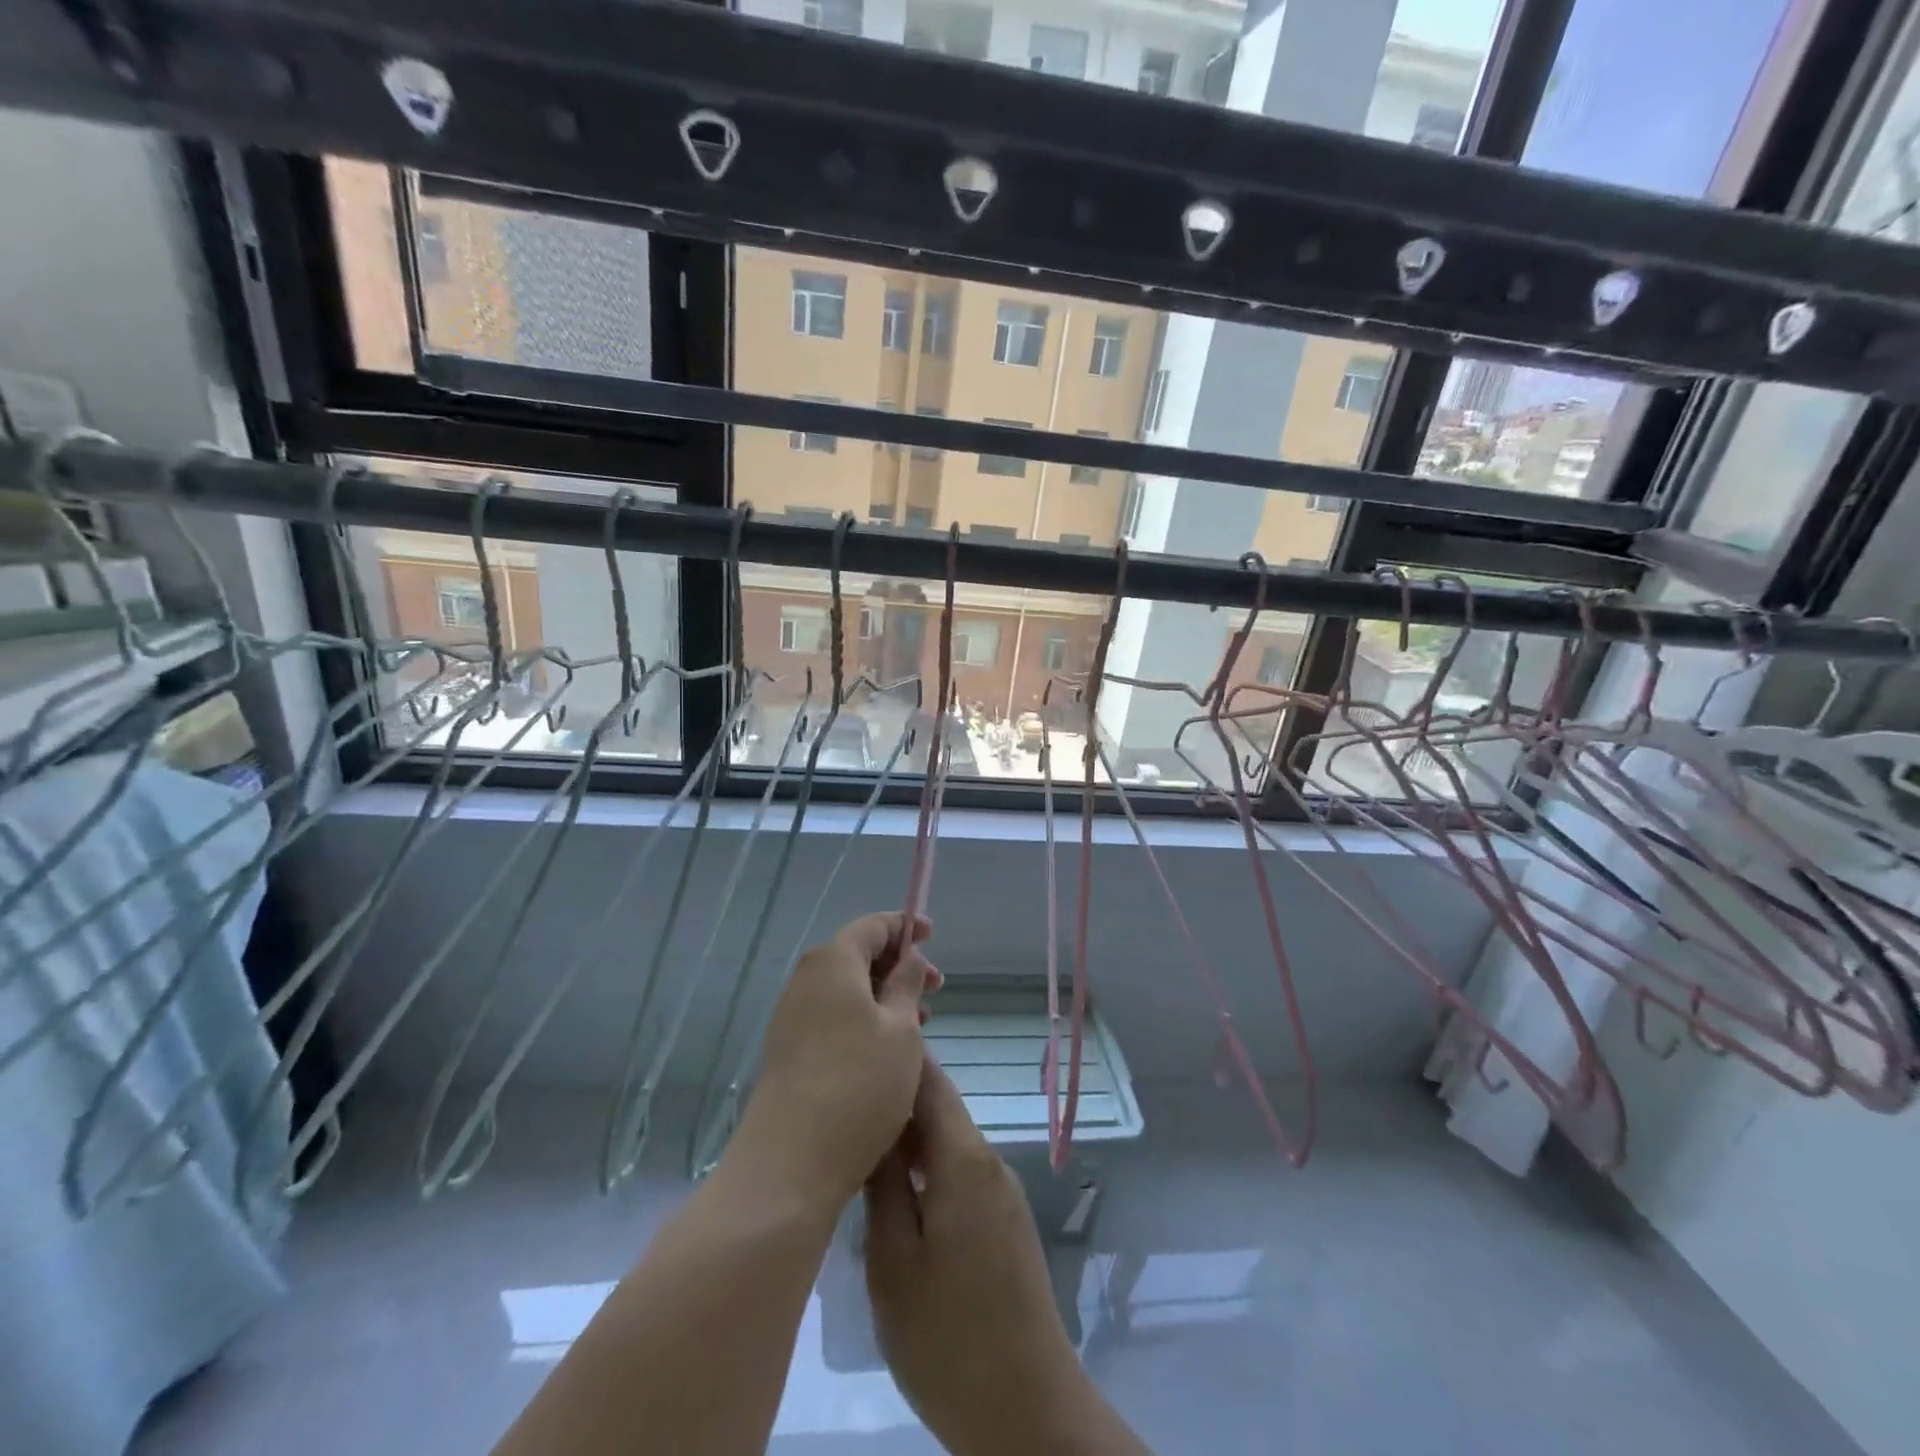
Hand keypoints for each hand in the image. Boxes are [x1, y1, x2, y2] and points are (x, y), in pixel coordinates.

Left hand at [733, 912, 939, 1208]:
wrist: (790, 1163)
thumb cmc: (859, 1084)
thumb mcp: (902, 1030)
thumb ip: (908, 984)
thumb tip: (910, 957)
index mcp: (832, 962)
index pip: (871, 926)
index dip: (904, 926)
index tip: (932, 936)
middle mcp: (806, 980)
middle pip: (856, 956)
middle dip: (898, 966)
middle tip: (936, 989)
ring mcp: (792, 1017)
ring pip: (846, 990)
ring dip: (884, 997)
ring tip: (921, 1025)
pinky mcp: (788, 1050)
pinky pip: (832, 1017)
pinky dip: (863, 1020)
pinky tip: (887, 1052)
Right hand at [866, 1059, 1116, 1455]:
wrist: (1029, 1411)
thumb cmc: (949, 1338)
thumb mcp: (894, 1263)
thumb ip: (884, 1185)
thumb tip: (874, 1127)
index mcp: (965, 1160)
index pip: (931, 1082)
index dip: (897, 1061)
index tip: (858, 1051)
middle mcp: (990, 1162)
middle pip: (940, 1109)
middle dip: (896, 1102)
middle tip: (845, 1106)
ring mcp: (1002, 1193)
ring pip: (949, 1143)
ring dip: (910, 1139)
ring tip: (861, 1147)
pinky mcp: (1005, 1222)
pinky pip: (961, 1173)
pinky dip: (929, 1169)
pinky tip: (898, 1194)